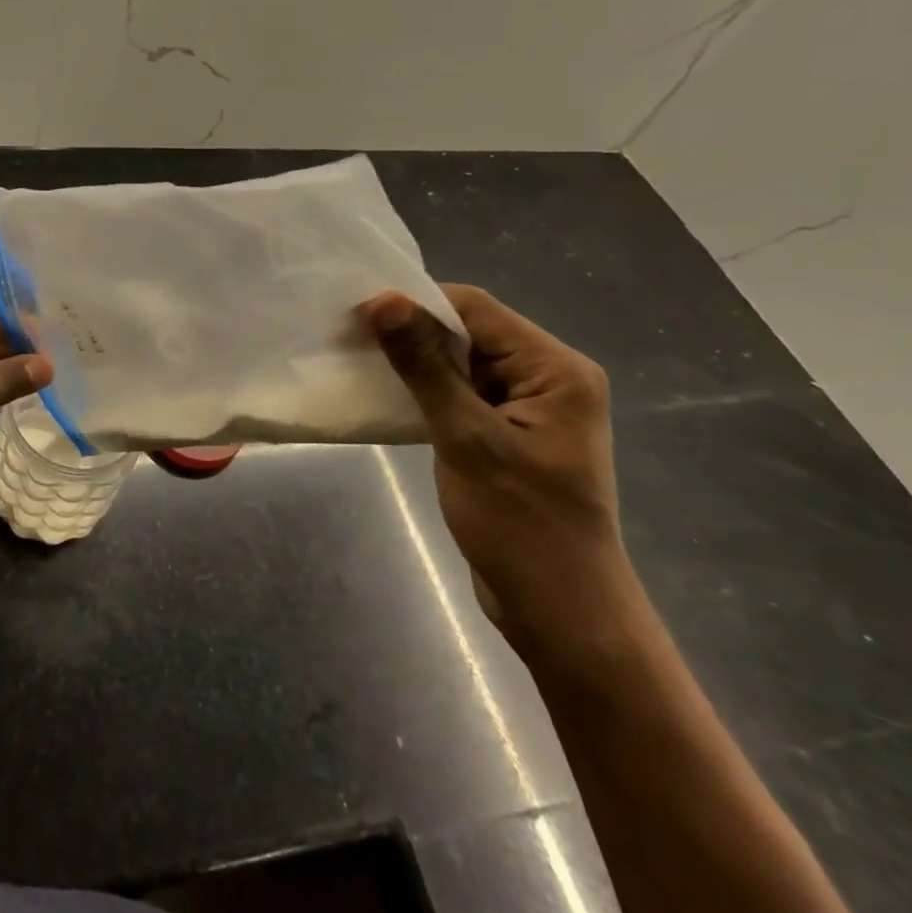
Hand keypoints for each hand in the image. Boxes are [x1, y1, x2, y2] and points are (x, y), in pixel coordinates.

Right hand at [361, 284, 640, 656]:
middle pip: (471, 332)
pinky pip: (463, 393)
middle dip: (412, 332)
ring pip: (462, 362)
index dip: (416, 304)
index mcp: (556, 369)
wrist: (560, 612)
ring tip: (360, 360)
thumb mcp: (466, 438)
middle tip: (351, 336)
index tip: (358, 313)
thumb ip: (424, 365)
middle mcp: (549, 378)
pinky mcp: (510, 432)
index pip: (476, 309)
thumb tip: (383, 300)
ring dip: (416, 361)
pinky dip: (427, 389)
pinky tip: (389, 393)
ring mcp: (530, 407)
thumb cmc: (520, 524)